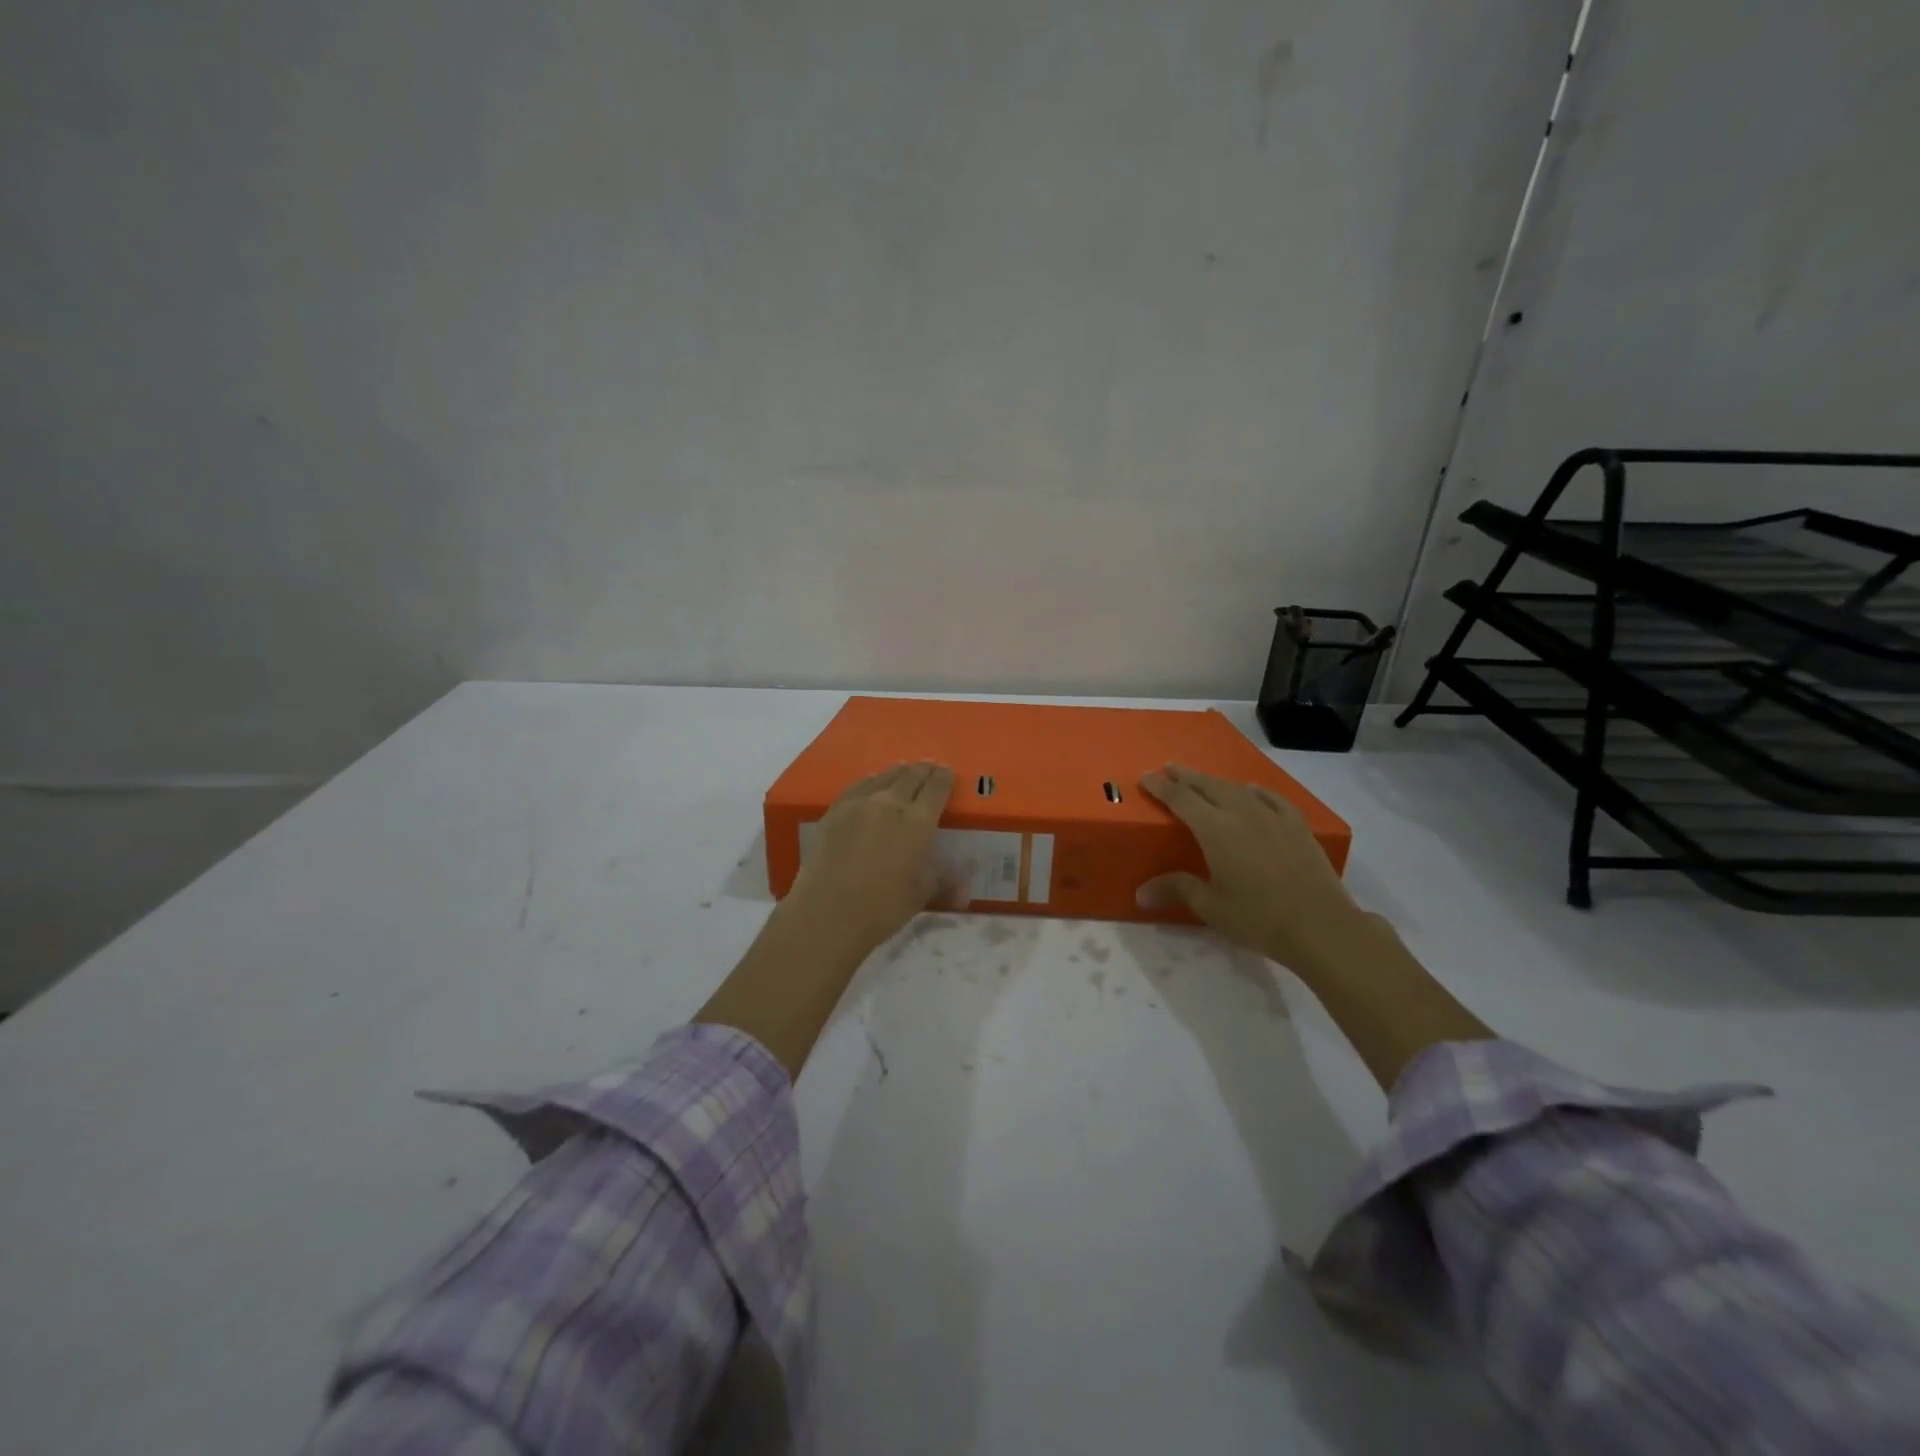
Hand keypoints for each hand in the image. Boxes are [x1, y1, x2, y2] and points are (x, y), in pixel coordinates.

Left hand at [785, 761, 955, 955]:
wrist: (828, 913)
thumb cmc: (882, 907)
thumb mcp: (921, 895)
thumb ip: (943, 881)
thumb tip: (964, 886)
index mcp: (918, 822)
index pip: (936, 789)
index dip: (944, 778)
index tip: (948, 772)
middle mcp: (890, 804)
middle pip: (910, 777)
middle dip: (923, 770)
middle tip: (930, 766)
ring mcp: (859, 804)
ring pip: (884, 777)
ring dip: (898, 772)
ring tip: (904, 769)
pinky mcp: (835, 811)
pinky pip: (857, 786)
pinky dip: (871, 781)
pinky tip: (871, 782)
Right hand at [1137, 763, 1369, 974]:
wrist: (1320, 927)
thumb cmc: (1258, 917)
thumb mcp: (1211, 907)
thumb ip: (1177, 890)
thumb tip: (1141, 893)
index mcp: (1215, 829)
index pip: (1181, 798)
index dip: (1162, 787)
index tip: (1147, 777)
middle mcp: (1242, 814)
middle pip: (1208, 786)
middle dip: (1186, 776)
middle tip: (1169, 769)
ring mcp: (1273, 817)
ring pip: (1237, 789)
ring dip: (1216, 781)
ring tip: (1204, 780)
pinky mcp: (1297, 827)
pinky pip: (1272, 799)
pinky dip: (1256, 791)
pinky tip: (1253, 791)